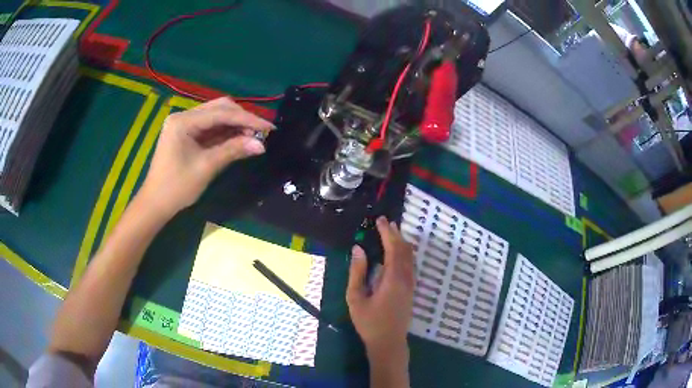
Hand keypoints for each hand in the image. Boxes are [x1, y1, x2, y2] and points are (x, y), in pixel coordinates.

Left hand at [140, 97, 273, 215]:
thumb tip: (261, 145)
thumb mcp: (206, 167)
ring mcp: (184, 124)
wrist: (156, 203)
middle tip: (262, 132)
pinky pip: (210, 127)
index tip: (269, 127)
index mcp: (183, 121)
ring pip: (216, 116)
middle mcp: (184, 116)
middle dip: (242, 118)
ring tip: (254, 136)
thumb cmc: (177, 187)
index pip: (221, 113)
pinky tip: (240, 138)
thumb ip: (233, 150)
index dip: (248, 119)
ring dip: (236, 124)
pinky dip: (226, 132)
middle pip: (219, 108)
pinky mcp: (186, 133)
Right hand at [346, 217, 414, 359]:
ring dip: (402, 242)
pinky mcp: (411, 290)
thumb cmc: (369, 322)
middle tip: (386, 222)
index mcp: (392, 279)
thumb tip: (358, 249)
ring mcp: (411, 284)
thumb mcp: (355, 298)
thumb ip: (357, 272)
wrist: (388, 342)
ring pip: (410, 257)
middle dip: (396, 234)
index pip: (393, 249)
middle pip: (404, 250)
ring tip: (392, 232)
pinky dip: (405, 253)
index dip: (387, 233)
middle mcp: (406, 278)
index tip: (380, 220)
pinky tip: (399, 252)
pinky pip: (410, 264)